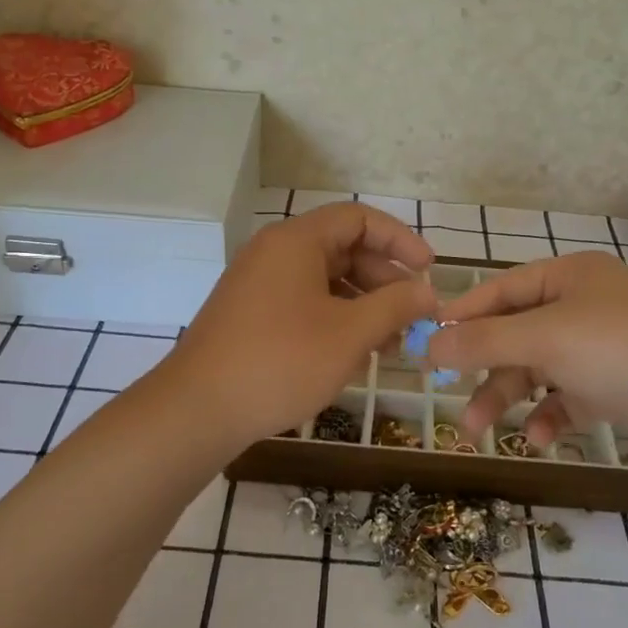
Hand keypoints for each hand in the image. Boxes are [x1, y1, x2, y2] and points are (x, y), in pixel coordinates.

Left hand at [155, 203, 436, 450]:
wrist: (198, 409)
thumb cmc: (281, 361)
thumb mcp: (350, 333)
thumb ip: (395, 306)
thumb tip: (428, 293)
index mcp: (296, 241)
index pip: (358, 218)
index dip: (399, 239)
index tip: (429, 270)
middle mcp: (274, 252)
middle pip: (342, 248)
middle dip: (384, 279)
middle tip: (412, 315)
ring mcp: (258, 284)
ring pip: (324, 280)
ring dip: (363, 305)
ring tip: (391, 343)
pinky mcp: (250, 314)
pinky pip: (304, 302)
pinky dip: (335, 319)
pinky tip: (354, 353)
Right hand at [427, 251, 627, 465]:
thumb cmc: (621, 349)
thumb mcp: (544, 338)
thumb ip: (483, 341)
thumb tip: (428, 345)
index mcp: (569, 276)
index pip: (500, 290)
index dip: (462, 316)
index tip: (427, 345)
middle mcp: (582, 306)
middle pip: (515, 334)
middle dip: (482, 367)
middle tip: (447, 396)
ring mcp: (601, 347)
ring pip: (537, 369)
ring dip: (507, 398)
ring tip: (477, 432)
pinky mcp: (615, 386)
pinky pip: (566, 398)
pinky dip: (548, 416)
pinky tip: (538, 437)